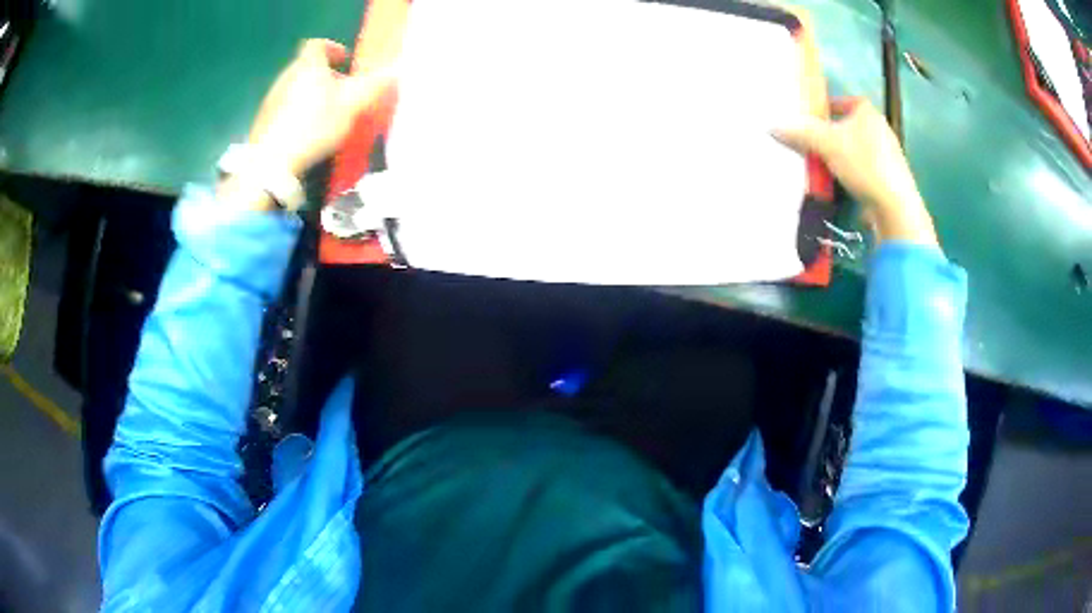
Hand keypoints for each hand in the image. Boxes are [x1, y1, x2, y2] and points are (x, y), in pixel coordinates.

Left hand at [248, 39, 394, 177]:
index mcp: (308, 67)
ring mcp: (272, 100)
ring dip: (311, 95)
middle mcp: (286, 77)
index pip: (318, 45)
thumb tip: (396, 71)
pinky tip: (305, 134)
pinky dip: (297, 114)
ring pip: (295, 88)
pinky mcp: (263, 122)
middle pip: (307, 67)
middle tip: (341, 92)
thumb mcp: (351, 105)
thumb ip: (374, 86)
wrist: (270, 164)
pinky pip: (284, 109)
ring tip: (325, 115)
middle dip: (325, 76)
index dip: (333, 48)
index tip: (345, 61)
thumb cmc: (313, 127)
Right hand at [774, 97, 937, 246]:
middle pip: (852, 126)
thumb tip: (772, 126)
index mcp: (869, 113)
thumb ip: (800, 133)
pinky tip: (842, 185)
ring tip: (824, 165)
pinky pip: (866, 170)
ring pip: (859, 149)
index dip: (832, 106)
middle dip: (834, 133)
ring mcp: (889, 156)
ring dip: (843, 155)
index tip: (816, 117)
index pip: (848, 101)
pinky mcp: (891, 180)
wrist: (894, 206)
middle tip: (814, 142)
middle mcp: (881, 130)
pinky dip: (853, 174)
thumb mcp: (826, 144)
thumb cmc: (863, 164)